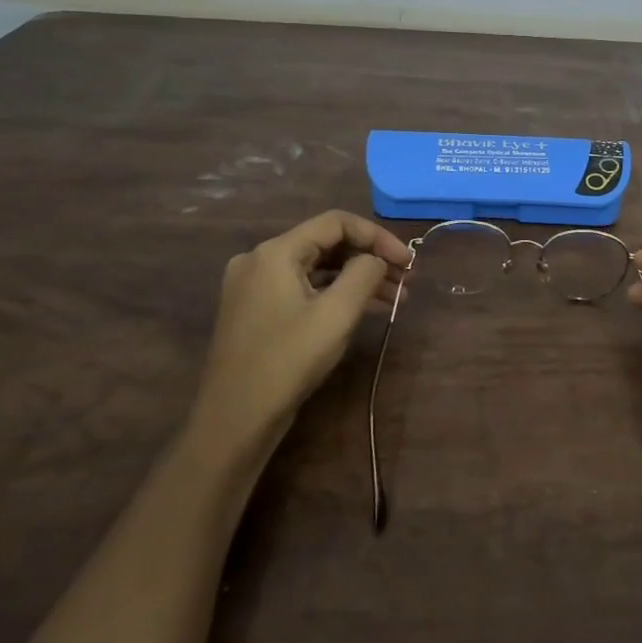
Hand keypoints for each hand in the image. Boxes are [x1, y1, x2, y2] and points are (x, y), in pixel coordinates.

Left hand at [194, 210, 411, 454]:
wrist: (234, 419)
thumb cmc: (287, 361)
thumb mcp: (336, 314)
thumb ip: (363, 274)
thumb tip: (375, 259)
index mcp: (275, 251)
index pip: (336, 223)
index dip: (377, 236)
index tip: (408, 261)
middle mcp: (259, 259)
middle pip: (326, 244)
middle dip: (369, 259)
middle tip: (406, 281)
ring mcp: (254, 286)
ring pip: (316, 268)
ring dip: (356, 279)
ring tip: (395, 298)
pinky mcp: (256, 310)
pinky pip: (302, 288)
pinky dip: (334, 294)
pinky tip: (363, 310)